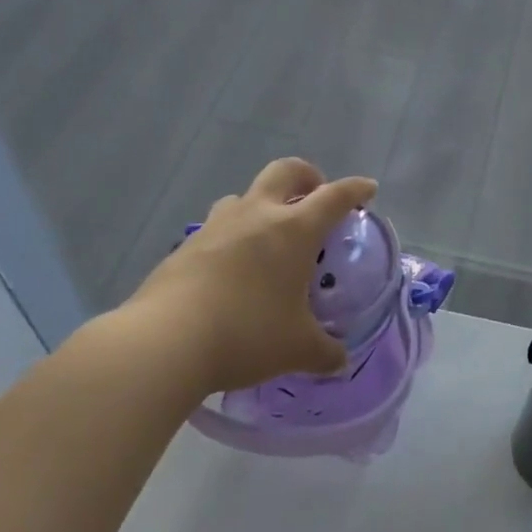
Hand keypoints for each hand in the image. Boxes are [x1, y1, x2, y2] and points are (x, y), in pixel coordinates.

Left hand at [107, 158, 377, 399]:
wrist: (164, 343)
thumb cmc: (246, 334)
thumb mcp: (297, 349)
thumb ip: (325, 352)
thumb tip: (340, 360)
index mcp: (294, 230)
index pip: (334, 196)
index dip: (355, 189)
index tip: (367, 189)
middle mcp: (256, 215)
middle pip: (285, 171)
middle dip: (307, 177)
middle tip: (314, 197)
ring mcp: (216, 227)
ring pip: (244, 196)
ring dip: (263, 206)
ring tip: (268, 237)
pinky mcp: (184, 247)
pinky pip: (217, 229)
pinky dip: (232, 238)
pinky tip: (232, 271)